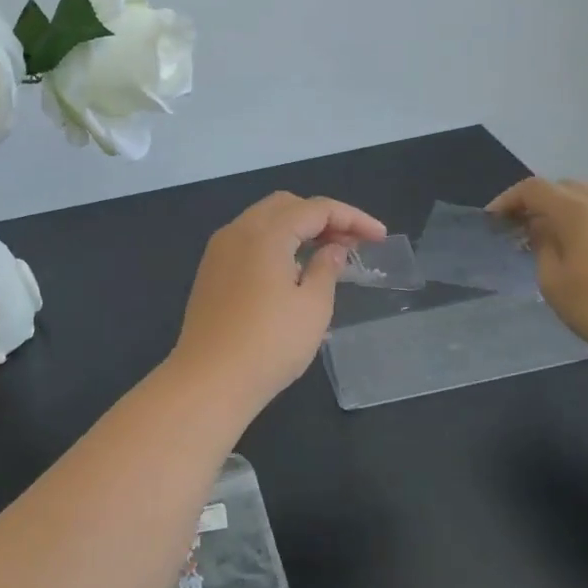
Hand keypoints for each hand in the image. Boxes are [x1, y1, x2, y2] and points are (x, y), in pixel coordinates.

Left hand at [168, 192, 386, 410]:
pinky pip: (248, 243)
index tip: (379, 236)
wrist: (209, 381)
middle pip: (286, 206)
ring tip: (327, 256)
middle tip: (351, 242)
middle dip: (322, 217)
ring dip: (297, 230)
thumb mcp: (312, 307)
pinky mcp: (210, 273)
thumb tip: (332, 249)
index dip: (352, 217)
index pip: (315, 208)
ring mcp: (218, 252)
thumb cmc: (269, 344)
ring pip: (264, 222)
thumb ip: (326, 269)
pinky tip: (293, 272)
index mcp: (265, 233)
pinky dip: (275, 245)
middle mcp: (237, 231)